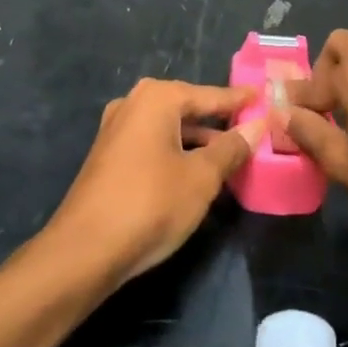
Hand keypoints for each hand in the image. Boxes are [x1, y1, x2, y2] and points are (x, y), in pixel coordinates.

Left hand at [47, 79, 263, 284]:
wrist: (84, 250)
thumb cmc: (151, 204)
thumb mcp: (202, 177)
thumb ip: (231, 148)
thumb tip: (258, 125)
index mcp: (158, 98)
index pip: (210, 95)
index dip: (239, 100)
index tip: (263, 96)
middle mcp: (134, 103)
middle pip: (187, 107)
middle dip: (218, 120)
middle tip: (252, 126)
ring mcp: (116, 129)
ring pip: (169, 128)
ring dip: (198, 140)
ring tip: (230, 154)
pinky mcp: (108, 156)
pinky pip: (153, 143)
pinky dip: (176, 151)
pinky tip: (195, 171)